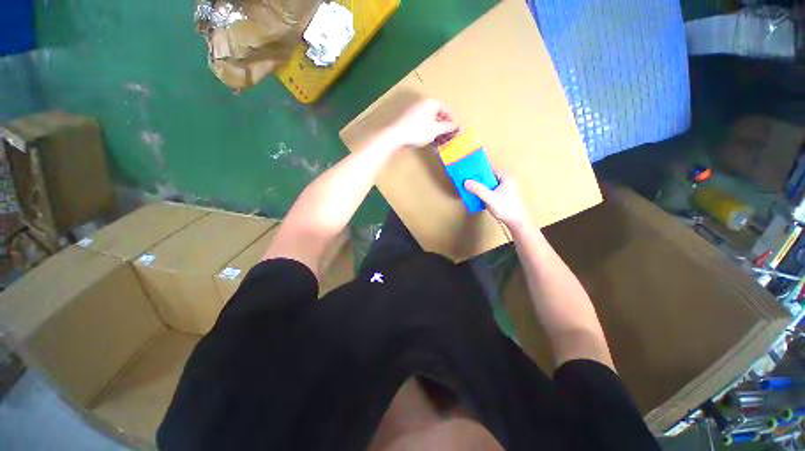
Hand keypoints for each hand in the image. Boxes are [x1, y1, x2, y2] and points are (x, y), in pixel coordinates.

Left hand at [387, 98, 458, 147]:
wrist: (396, 136)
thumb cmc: (418, 131)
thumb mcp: (435, 130)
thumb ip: (447, 127)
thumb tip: (456, 126)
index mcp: (431, 102)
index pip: (446, 110)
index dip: (452, 121)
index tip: (456, 130)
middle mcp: (422, 104)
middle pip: (437, 115)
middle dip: (444, 127)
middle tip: (448, 137)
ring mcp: (414, 112)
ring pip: (429, 121)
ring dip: (436, 131)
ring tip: (440, 141)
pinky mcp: (408, 121)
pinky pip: (422, 124)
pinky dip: (427, 131)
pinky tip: (430, 141)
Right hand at [465, 173, 530, 230]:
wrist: (515, 221)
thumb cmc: (507, 209)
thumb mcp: (490, 198)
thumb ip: (478, 190)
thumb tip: (467, 182)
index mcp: (505, 177)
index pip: (490, 168)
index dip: (479, 169)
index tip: (469, 170)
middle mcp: (504, 181)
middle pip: (487, 176)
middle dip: (477, 179)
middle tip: (467, 180)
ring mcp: (502, 189)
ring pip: (487, 184)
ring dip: (479, 187)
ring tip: (470, 189)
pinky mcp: (499, 195)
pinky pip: (488, 190)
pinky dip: (481, 192)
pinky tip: (476, 196)